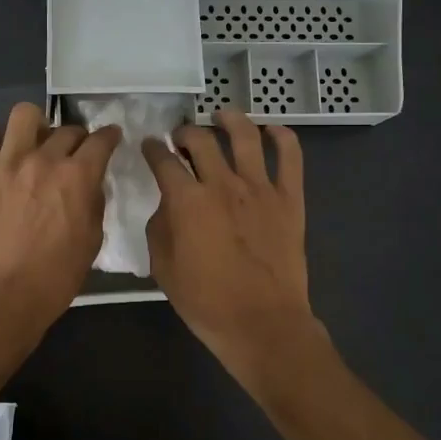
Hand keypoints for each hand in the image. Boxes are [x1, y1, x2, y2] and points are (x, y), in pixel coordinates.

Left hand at [0, 103, 120, 340]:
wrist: (3, 297)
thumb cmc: (55, 277)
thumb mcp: (92, 240)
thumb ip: (94, 202)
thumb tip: (91, 182)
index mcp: (78, 177)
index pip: (101, 140)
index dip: (109, 136)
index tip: (109, 138)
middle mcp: (44, 159)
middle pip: (67, 129)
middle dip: (75, 139)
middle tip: (70, 156)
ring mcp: (6, 161)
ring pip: (24, 114)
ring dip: (35, 126)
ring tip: (32, 144)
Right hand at [142, 108, 315, 377]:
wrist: (262, 323)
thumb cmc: (206, 301)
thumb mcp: (163, 267)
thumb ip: (160, 226)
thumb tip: (168, 204)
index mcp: (187, 200)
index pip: (164, 160)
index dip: (152, 148)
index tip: (150, 145)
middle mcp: (222, 183)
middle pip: (201, 140)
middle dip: (186, 132)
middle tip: (182, 137)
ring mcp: (260, 187)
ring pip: (245, 135)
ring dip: (230, 120)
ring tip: (222, 116)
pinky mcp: (289, 198)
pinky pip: (290, 156)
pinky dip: (282, 136)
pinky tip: (272, 130)